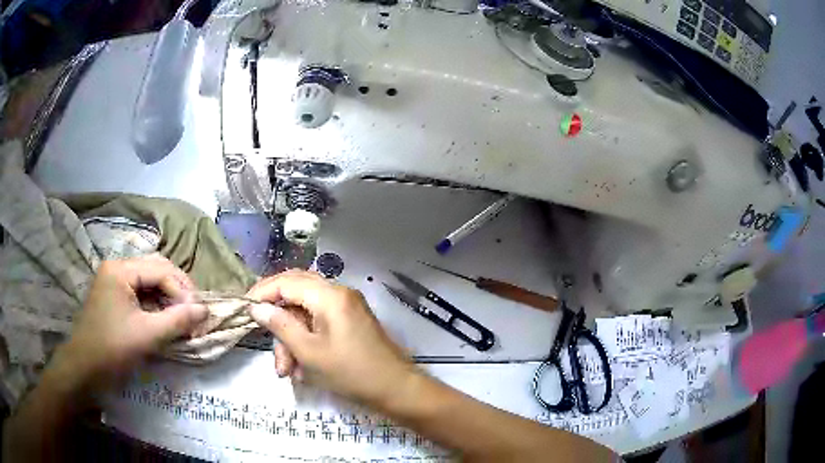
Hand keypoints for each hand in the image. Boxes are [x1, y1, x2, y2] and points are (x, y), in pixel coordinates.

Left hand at [59, 254, 207, 391]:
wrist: (84, 370)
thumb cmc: (112, 349)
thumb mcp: (147, 336)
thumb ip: (177, 321)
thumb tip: (205, 310)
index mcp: (120, 269)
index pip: (160, 270)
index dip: (182, 291)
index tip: (198, 316)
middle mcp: (116, 268)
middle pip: (155, 269)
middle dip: (177, 290)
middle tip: (193, 313)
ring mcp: (113, 282)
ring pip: (149, 282)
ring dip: (168, 298)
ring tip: (182, 318)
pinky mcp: (113, 298)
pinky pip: (140, 294)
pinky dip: (156, 306)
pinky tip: (164, 321)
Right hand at [247, 270, 416, 405]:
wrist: (396, 389)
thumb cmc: (351, 372)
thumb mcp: (309, 352)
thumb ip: (280, 325)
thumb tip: (257, 307)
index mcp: (329, 295)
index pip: (286, 281)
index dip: (262, 292)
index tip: (244, 309)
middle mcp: (339, 293)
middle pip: (295, 295)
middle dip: (279, 323)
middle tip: (267, 345)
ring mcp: (346, 308)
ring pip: (306, 315)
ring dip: (292, 340)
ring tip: (288, 372)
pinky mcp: (350, 322)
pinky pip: (319, 325)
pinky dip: (307, 343)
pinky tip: (303, 370)